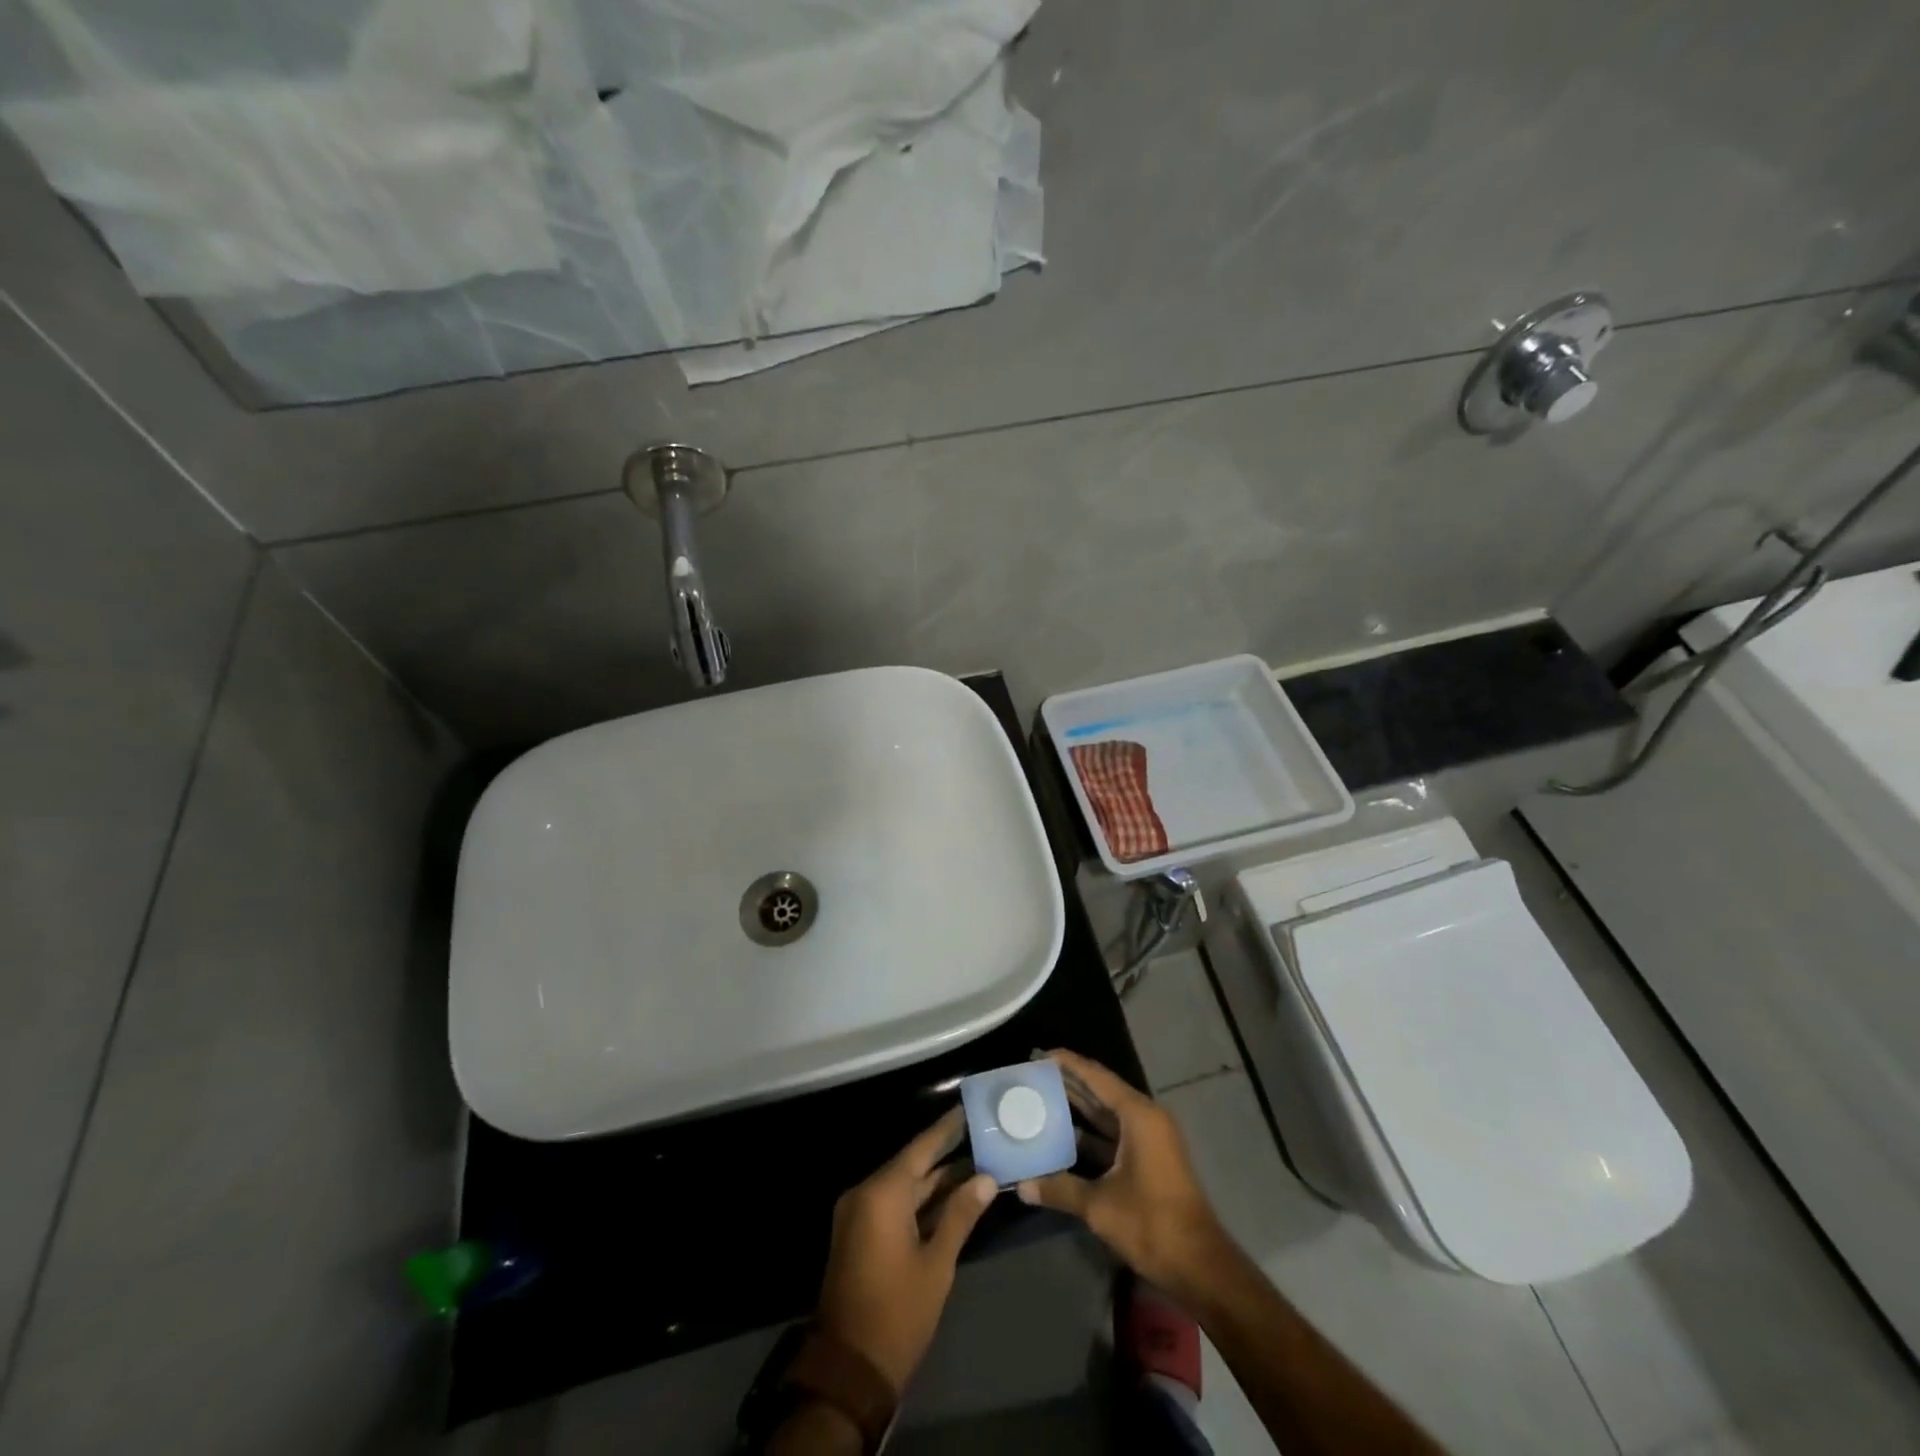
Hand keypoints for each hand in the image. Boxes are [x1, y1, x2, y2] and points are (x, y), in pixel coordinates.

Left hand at [815, 1107, 997, 1391]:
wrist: (850, 1371)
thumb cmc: (898, 1313)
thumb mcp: (937, 1264)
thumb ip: (960, 1216)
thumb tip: (987, 1179)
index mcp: (881, 1193)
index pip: (921, 1148)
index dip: (947, 1130)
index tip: (968, 1110)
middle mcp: (866, 1194)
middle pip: (913, 1166)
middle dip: (947, 1157)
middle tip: (982, 1140)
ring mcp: (859, 1215)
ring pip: (904, 1188)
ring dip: (937, 1183)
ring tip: (976, 1167)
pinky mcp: (859, 1235)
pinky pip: (893, 1206)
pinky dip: (921, 1203)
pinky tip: (951, 1200)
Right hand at [1017, 1049, 1230, 1300]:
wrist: (1199, 1266)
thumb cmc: (1151, 1224)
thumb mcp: (1099, 1206)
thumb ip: (1060, 1189)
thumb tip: (1021, 1186)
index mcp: (1138, 1116)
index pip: (1097, 1077)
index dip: (1068, 1064)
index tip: (1039, 1055)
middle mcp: (1146, 1118)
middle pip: (1102, 1091)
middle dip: (1069, 1082)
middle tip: (1034, 1075)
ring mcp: (1150, 1139)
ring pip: (1108, 1113)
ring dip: (1079, 1107)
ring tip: (1042, 1098)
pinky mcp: (1150, 1158)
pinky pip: (1114, 1133)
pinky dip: (1091, 1132)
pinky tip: (1064, 1135)